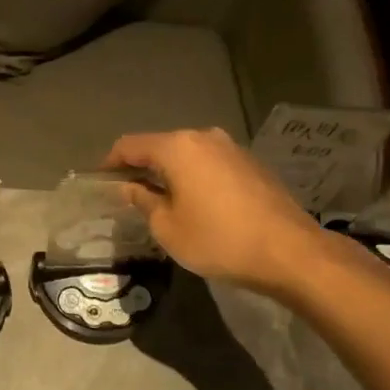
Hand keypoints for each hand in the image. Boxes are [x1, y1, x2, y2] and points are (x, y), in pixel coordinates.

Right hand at [106, 128, 355, 297]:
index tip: (100, 180)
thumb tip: (130, 188)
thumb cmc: (219, 239)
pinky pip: (210, 164)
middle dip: (141, 167)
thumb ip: (144, 202)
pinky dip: (195, 177)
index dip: (110, 162)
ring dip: (170, 173)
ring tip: (160, 200)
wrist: (290, 252)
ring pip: (188, 155)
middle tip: (127, 193)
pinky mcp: (251, 164)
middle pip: (161, 146)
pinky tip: (196, 203)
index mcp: (178, 147)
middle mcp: (204, 137)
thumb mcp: (168, 228)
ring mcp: (232, 148)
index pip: (130, 145)